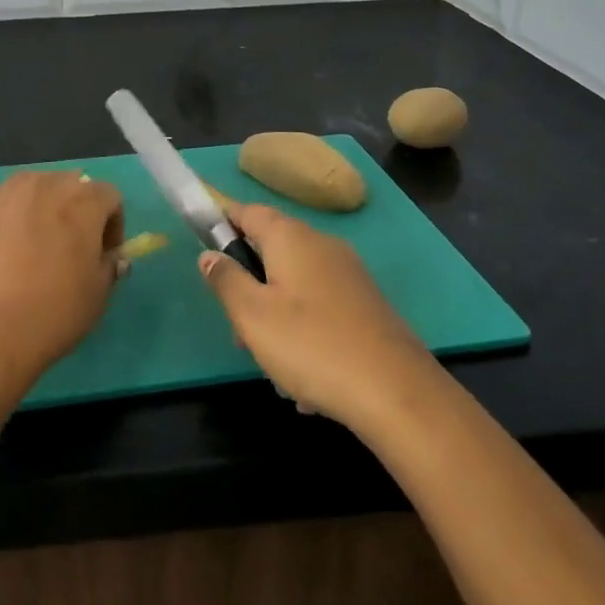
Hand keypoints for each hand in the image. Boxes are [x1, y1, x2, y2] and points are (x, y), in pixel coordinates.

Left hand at [0, 171, 123, 421]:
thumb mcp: (97, 296)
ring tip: (34, 244)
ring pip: (32, 188)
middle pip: (69, 184)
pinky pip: (0, 208)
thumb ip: (109, 267)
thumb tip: (112, 257)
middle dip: (76, 209)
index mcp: (81, 201)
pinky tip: (1, 256)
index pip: (109, 195)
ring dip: (41, 207)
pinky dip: (7, 222)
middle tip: (70, 246)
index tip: (104, 253)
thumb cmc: (52, 314)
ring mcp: (4, 195)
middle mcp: (44, 186)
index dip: (112, 223)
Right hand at [198, 205, 437, 430]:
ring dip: (276, 316)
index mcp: (290, 237)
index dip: (222, 223)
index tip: (205, 250)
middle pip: (271, 250)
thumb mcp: (252, 316)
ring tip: (273, 365)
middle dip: (249, 285)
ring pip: (295, 284)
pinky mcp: (367, 305)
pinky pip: (322, 308)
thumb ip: (225, 280)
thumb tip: (209, 254)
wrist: (398, 394)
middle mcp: (321, 244)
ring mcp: (349, 274)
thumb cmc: (312, 346)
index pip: (247, 211)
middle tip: (239, 330)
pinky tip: (308, 380)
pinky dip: (306, 332)